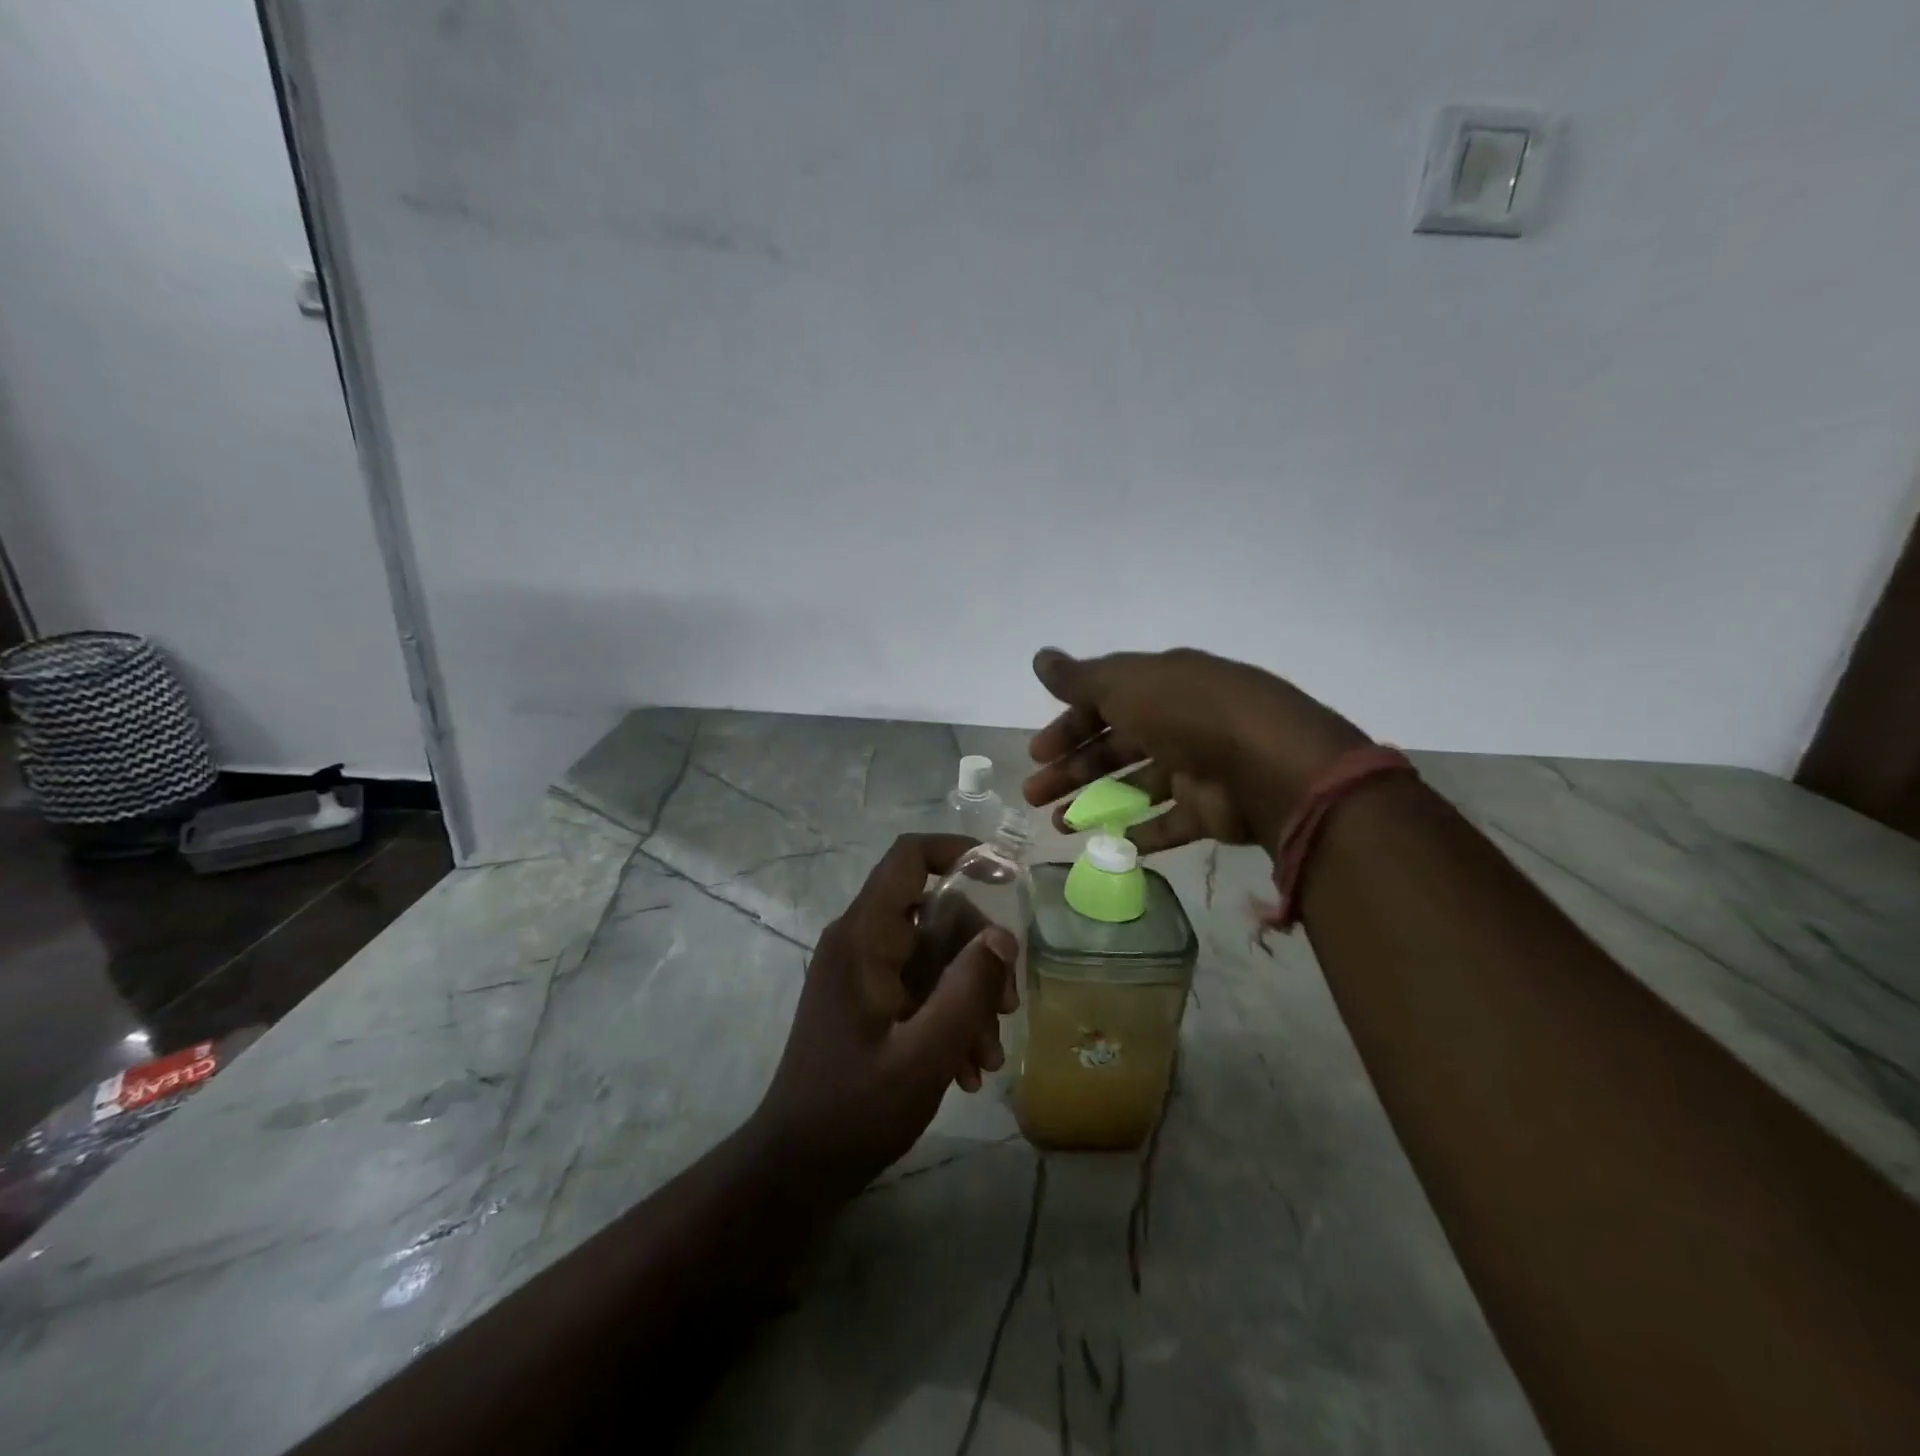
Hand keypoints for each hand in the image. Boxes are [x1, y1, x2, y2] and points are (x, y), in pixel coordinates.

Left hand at [748, 834, 1018, 1204]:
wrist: (796, 1167)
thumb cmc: (854, 1109)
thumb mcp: (923, 1055)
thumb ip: (966, 991)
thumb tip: (1003, 936)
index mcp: (863, 937)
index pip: (909, 858)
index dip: (958, 852)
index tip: (1005, 876)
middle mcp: (861, 940)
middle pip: (936, 911)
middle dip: (979, 955)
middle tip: (1006, 1008)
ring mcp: (864, 970)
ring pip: (935, 953)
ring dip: (970, 995)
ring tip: (988, 1057)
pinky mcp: (870, 998)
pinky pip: (921, 984)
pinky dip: (949, 1014)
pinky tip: (969, 1069)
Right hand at [1022, 647, 1368, 854]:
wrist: (1267, 762)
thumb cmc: (1185, 712)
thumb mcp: (1125, 683)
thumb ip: (1080, 678)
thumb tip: (1039, 658)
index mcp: (1160, 686)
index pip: (1104, 703)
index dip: (1067, 726)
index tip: (1036, 753)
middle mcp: (1178, 722)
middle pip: (1114, 747)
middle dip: (1071, 769)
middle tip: (1033, 794)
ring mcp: (1197, 767)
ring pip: (1135, 786)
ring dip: (1095, 803)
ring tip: (1060, 827)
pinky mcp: (1212, 809)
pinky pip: (1170, 822)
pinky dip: (1141, 833)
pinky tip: (1109, 844)